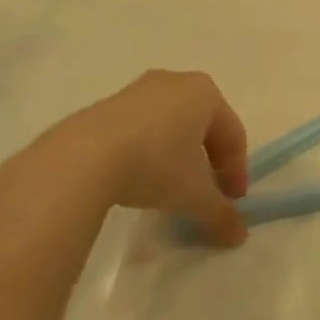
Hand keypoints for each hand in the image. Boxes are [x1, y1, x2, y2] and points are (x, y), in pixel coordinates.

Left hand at [0, 71, 249, 245]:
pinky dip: (147, 152)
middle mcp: (175, 82)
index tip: (232, 202)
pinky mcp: (105, 106)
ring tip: (169, 190)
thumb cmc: (154, 163)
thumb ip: (220, 213)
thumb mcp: (194, 195)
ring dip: (177, 157)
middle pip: (203, 127)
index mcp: (205, 93)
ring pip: (170, 126)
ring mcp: (137, 90)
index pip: (233, 134)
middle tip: (206, 194)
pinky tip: (136, 179)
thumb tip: (238, 236)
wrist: (80, 158)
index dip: (237, 171)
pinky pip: (140, 129)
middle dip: (208, 162)